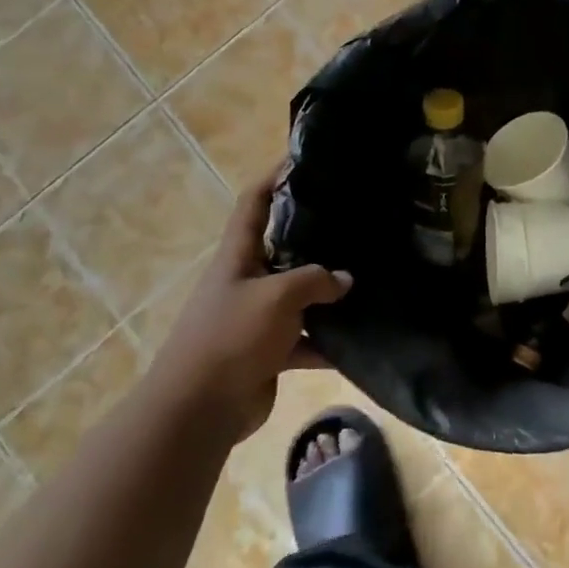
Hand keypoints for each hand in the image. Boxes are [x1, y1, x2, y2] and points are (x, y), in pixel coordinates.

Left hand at [149, 169, 350, 438]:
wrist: (199, 409)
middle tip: (355, 221)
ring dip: (327, 294)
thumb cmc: (232, 337)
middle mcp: (247, 281)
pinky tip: (360, 341)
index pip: (254, 203)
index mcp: (238, 257)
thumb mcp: (277, 297)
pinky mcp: (268, 352)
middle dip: (315, 236)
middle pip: (282, 248)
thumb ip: (315, 280)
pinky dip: (328, 343)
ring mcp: (257, 318)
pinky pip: (305, 340)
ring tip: (369, 278)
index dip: (274, 177)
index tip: (302, 158)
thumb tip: (345, 279)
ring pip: (299, 297)